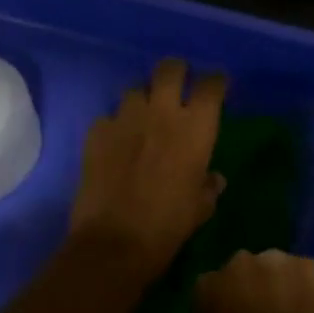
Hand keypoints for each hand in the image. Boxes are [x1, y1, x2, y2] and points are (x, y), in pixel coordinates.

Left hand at [69, 59, 225, 280]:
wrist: (114, 243)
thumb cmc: (169, 224)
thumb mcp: (201, 208)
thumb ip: (209, 186)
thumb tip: (213, 179)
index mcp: (196, 128)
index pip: (211, 86)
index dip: (216, 81)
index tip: (216, 85)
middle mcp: (162, 113)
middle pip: (170, 69)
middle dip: (177, 71)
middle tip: (178, 84)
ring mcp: (126, 119)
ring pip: (135, 89)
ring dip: (143, 99)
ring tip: (143, 116)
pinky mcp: (97, 133)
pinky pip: (108, 117)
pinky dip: (114, 126)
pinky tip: (115, 143)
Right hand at [194, 249, 313, 312]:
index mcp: (209, 287)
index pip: (211, 287)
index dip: (223, 308)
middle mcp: (244, 264)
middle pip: (249, 270)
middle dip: (255, 290)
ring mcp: (285, 263)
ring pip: (283, 270)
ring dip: (286, 288)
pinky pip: (313, 279)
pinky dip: (313, 295)